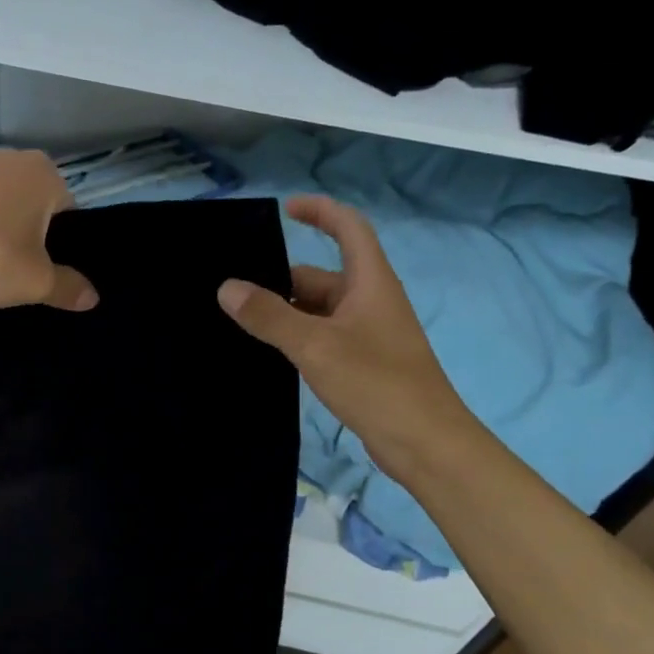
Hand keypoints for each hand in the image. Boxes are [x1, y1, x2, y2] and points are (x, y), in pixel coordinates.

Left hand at [0, 150, 97, 310]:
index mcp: (40, 174)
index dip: (57, 239)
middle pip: (23, 197)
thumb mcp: (36, 283)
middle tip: (10, 264)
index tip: (42, 265)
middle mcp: (2, 158)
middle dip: (20, 225)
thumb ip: (68, 287)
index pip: (64, 206)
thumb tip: (93, 297)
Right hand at [217, 195, 474, 476]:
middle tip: (232, 290)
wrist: (426, 444)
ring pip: (318, 311)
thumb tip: (227, 288)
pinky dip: (295, 338)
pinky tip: (266, 352)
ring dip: (284, 312)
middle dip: (281, 278)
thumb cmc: (376, 383)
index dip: (320, 211)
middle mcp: (370, 302)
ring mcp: (367, 335)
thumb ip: (269, 316)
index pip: (349, 229)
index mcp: (370, 283)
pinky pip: (321, 338)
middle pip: (322, 276)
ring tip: (237, 320)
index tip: (285, 209)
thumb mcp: (316, 345)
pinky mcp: (362, 364)